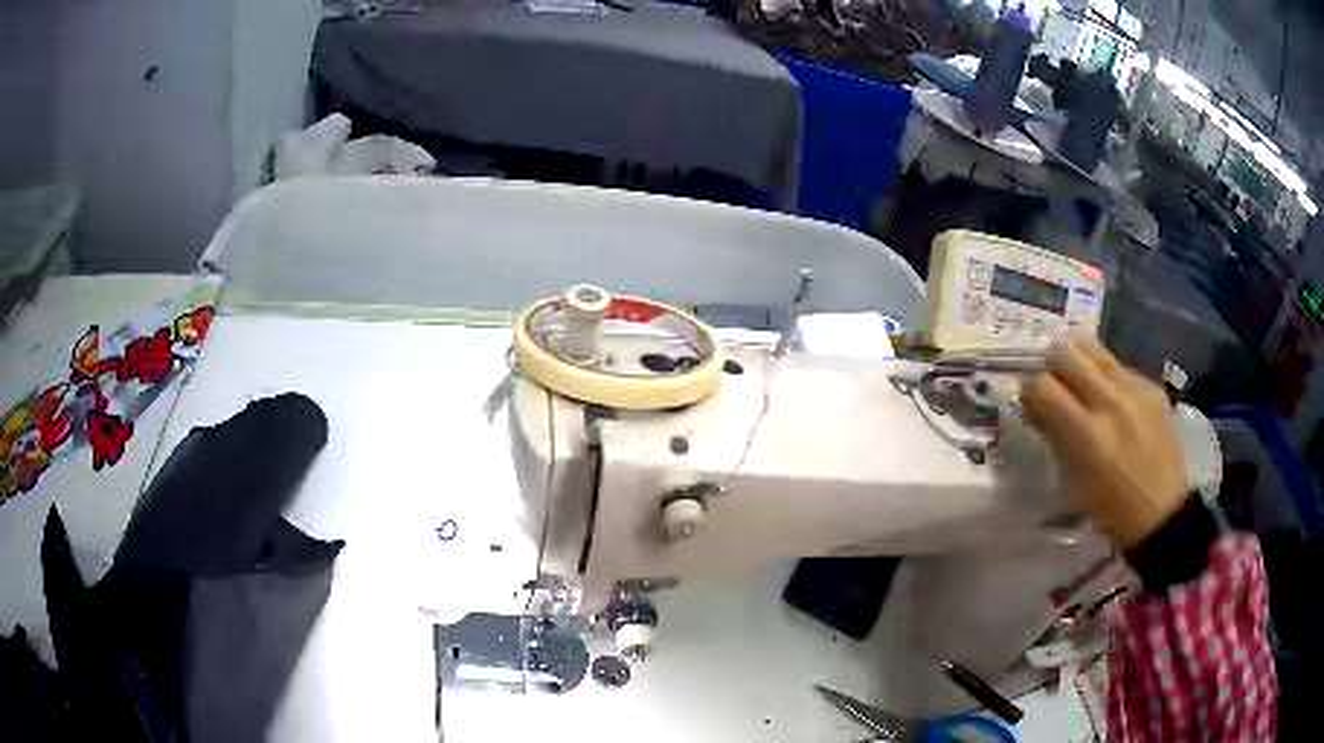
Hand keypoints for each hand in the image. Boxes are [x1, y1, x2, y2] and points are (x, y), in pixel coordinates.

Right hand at [1021, 337, 1186, 547]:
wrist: (1162, 511)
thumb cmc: (1110, 508)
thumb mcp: (1072, 483)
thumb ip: (1053, 438)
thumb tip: (1034, 406)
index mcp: (1087, 434)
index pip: (1043, 386)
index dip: (1029, 387)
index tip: (1028, 397)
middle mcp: (1110, 402)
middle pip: (1066, 354)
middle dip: (1051, 365)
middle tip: (1050, 380)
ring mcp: (1134, 389)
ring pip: (1092, 348)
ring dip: (1076, 358)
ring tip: (1076, 375)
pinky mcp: (1150, 386)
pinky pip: (1117, 365)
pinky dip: (1105, 375)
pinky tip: (1110, 397)